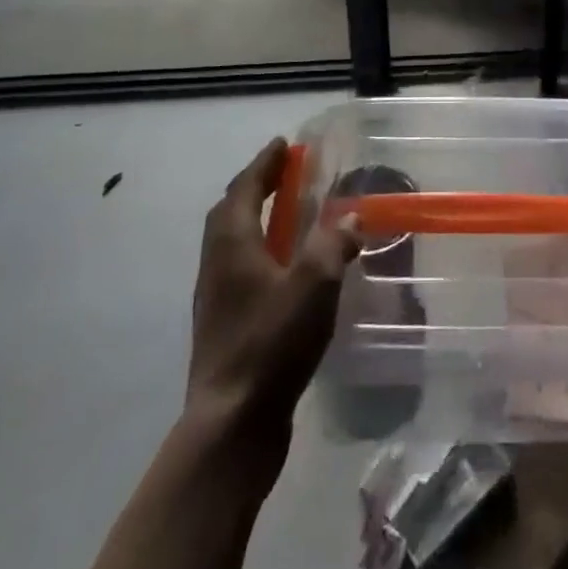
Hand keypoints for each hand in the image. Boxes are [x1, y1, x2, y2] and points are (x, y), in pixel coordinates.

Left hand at [186, 139, 360, 447]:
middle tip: (286, 173)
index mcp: (232, 243)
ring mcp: (217, 297)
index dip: (265, 163)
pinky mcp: (224, 325)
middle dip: (258, 186)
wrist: (231, 425)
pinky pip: (241, 268)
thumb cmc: (271, 343)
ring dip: (258, 218)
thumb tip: (350, 220)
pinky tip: (286, 268)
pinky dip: (261, 251)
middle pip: (232, 211)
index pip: (245, 188)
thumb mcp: (313, 285)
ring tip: (288, 214)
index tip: (283, 144)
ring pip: (233, 241)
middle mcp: (217, 263)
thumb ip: (333, 244)